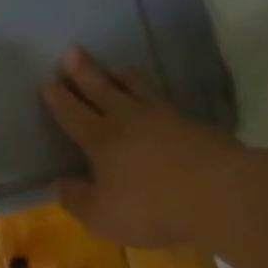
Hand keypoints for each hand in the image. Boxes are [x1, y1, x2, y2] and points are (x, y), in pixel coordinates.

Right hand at [42, 47, 239, 247]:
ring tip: (115, 67)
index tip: (47, 80)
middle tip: (72, 51)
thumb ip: (77, 199)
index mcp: (101, 140)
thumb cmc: (152, 208)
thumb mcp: (101, 216)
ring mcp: (164, 118)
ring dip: (121, 76)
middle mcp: (129, 120)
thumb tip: (61, 183)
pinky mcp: (193, 124)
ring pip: (137, 88)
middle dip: (84, 72)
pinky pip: (163, 100)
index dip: (58, 99)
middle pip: (102, 90)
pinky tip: (154, 97)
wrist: (220, 195)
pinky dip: (151, 93)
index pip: (73, 114)